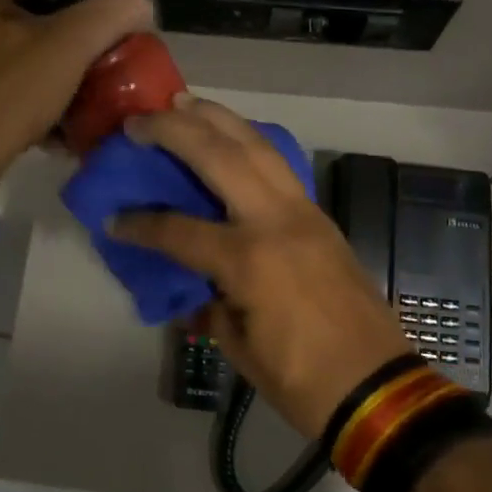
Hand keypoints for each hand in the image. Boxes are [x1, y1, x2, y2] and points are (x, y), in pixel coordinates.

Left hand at [0, 0, 153, 194]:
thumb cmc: (12, 93)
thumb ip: (111, 14)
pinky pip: (8, 97)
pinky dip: (35, 109)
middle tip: (101, 85)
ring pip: (26, 69)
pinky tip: (57, 133)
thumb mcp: (71, 44)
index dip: (90, 22)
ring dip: (57, 88)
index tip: (111, 52)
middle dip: (74, 61)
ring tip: (84, 113)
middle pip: (40, 36)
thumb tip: (138, 1)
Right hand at [110, 98, 412, 438]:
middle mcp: (274, 219)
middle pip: (218, 155)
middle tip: (139, 121)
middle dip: (173, 131)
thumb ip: (208, 301)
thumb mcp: (238, 345)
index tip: (112, 217)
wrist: (379, 388)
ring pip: (255, 144)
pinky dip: (248, 139)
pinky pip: (278, 163)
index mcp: (247, 259)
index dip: (140, 224)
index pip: (178, 228)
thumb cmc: (301, 379)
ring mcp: (303, 210)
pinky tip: (230, 134)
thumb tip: (191, 281)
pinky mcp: (320, 214)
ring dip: (216, 118)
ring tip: (183, 103)